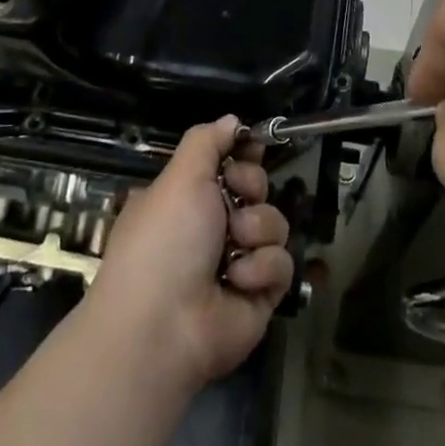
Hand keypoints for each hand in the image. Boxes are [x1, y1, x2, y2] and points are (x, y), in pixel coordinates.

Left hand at [87, 117, 293, 388]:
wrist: (163, 325)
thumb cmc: (165, 239)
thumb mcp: (179, 177)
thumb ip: (207, 141)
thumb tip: (232, 120)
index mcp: (187, 197)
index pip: (228, 163)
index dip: (244, 153)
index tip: (253, 145)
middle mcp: (213, 226)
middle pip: (257, 188)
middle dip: (252, 188)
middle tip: (237, 199)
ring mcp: (239, 261)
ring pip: (274, 223)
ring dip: (256, 231)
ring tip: (233, 250)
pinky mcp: (260, 293)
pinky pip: (281, 263)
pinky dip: (260, 270)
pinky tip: (237, 282)